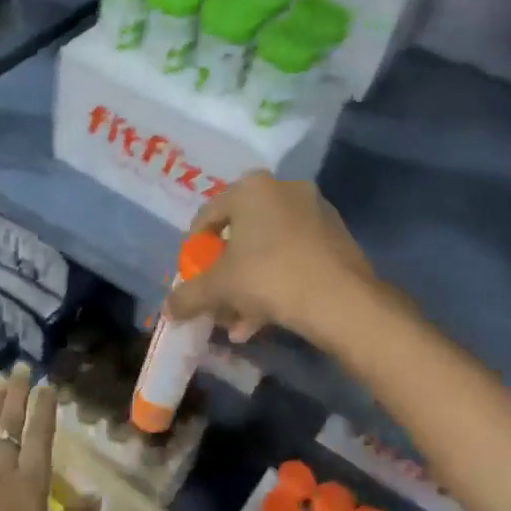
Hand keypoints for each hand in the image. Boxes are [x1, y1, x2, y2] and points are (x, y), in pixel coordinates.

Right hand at [165, 170, 377, 343]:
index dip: (194, 251)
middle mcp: (284, 190)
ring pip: (267, 249)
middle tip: (217, 301)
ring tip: (240, 321)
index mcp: (251, 188)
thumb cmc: (269, 278)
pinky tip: (267, 317)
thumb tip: (168, 311)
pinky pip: (294, 256)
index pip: (207, 216)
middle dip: (225, 274)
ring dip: (249, 284)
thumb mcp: (218, 288)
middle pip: (240, 235)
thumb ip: (188, 296)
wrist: (342, 300)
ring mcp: (315, 211)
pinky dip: (277, 281)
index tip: (193, 278)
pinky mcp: (337, 236)